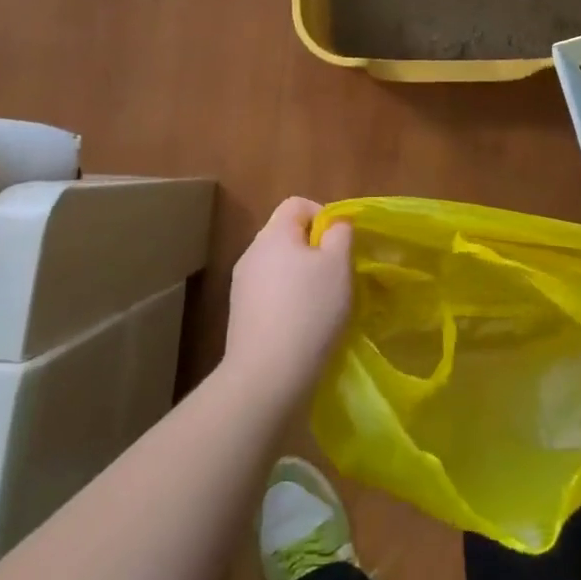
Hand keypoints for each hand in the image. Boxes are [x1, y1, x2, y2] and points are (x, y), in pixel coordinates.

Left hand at [222, 197, 352, 400]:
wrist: (267, 376)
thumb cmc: (309, 310)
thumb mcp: (338, 265)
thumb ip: (340, 233)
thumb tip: (335, 223)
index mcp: (273, 234)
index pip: (297, 204)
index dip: (324, 215)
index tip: (340, 245)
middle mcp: (251, 252)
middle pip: (288, 235)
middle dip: (315, 250)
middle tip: (337, 275)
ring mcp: (241, 285)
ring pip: (280, 266)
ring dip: (302, 277)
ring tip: (322, 304)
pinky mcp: (240, 315)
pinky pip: (270, 293)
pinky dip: (288, 301)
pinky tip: (303, 326)